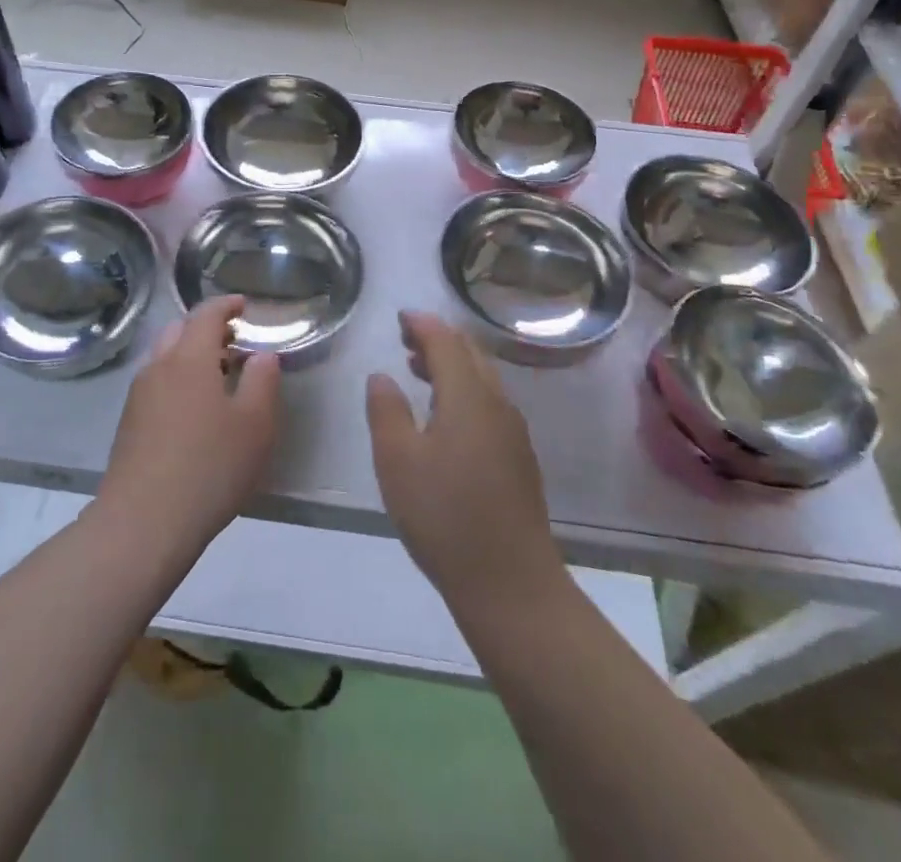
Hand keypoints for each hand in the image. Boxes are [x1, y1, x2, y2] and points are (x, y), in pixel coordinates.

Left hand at [97, 296, 281, 563]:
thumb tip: (262, 355)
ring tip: (218, 378)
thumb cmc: (209, 467)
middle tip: (233, 342)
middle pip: (179, 331)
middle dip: (206, 329)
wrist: (142, 522)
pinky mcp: (129, 424)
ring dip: (190, 356)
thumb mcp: (255, 425)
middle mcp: (158, 367)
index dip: (226, 305)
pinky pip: (156, 384)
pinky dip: (177, 380)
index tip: (243, 305)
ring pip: (165, 358)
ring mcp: (138, 396)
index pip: (205, 314)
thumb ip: (262, 381)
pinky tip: (194, 412)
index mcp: (189, 358)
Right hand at [367, 311, 564, 611]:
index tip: (400, 317)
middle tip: (407, 338)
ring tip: (419, 371)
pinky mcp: (518, 458)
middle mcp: (497, 403)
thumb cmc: (445, 516)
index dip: (422, 324)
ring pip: (483, 378)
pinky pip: (489, 403)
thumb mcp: (397, 461)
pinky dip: (464, 390)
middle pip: (471, 353)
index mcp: (468, 396)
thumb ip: (386, 410)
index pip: (446, 341)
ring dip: (452, 365)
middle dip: (439, 339)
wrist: (511, 583)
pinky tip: (446, 416)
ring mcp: (513, 431)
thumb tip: (382, 376)